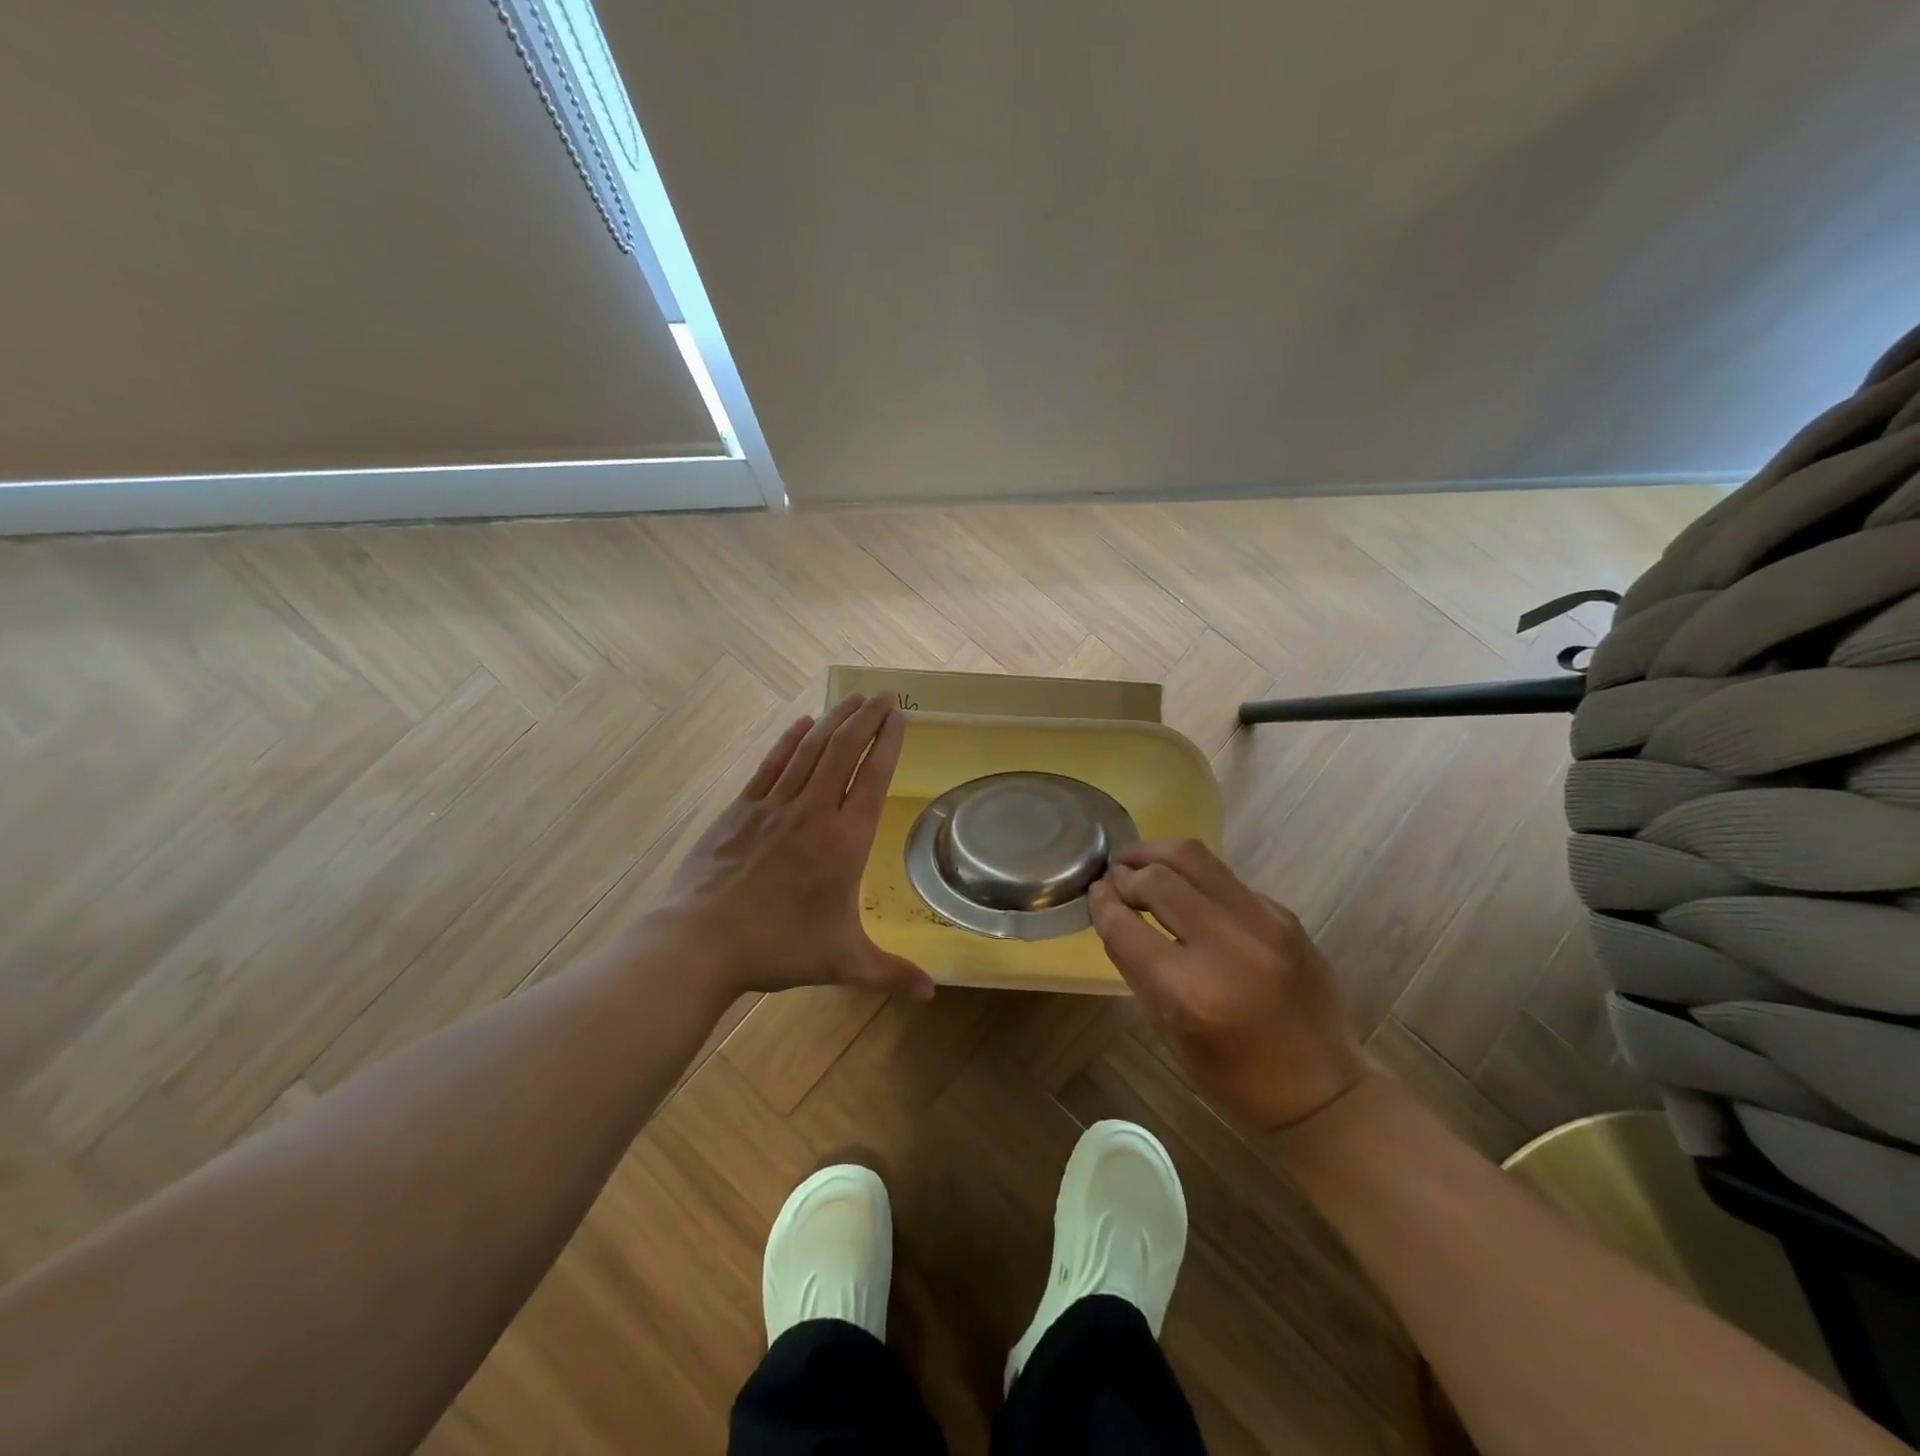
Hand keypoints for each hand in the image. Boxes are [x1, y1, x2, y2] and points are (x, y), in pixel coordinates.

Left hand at [653, 693, 934, 1000]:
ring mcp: (774, 806)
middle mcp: (814, 812)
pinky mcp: (741, 809)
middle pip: (845, 751)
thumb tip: (931, 994)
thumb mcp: (843, 961)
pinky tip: (802, 724)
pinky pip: (772, 765)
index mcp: (845, 841)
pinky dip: (789, 740)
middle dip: (867, 718)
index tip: (899, 716)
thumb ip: (890, 972)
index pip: (874, 777)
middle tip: (883, 695)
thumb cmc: (779, 947)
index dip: (888, 742)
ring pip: (810, 750)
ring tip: (852, 698)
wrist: (702, 942)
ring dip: (834, 720)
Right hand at [1088, 839, 1367, 1130]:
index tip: (1093, 892)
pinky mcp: (1285, 915)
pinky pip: (1225, 878)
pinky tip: (1185, 890)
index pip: (1127, 926)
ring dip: (1156, 853)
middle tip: (1114, 877)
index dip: (1101, 903)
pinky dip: (1194, 877)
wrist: (1323, 1090)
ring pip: (1196, 857)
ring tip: (1138, 861)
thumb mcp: (1168, 1031)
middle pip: (1159, 878)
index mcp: (1191, 993)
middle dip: (1127, 872)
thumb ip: (1134, 966)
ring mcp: (1264, 925)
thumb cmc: (1234, 1076)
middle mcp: (1228, 948)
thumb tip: (1109, 911)